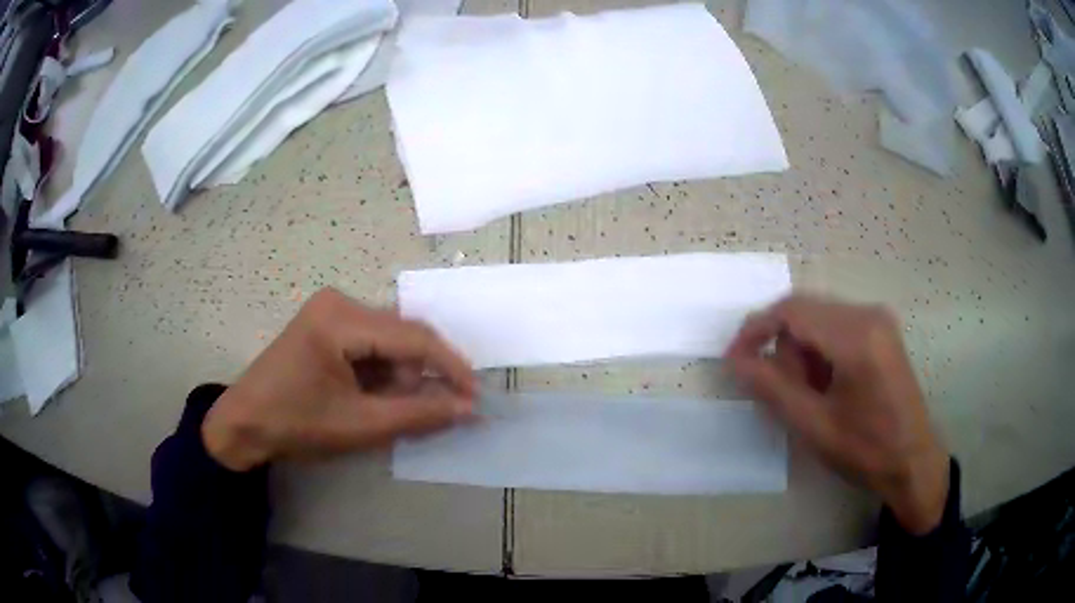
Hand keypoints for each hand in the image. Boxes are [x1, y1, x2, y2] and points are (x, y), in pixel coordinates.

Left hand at [202, 288, 476, 471]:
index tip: (476, 397)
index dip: (450, 367)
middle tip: (428, 415)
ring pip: (389, 341)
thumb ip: (419, 415)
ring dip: (400, 377)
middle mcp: (339, 302)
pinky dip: (382, 374)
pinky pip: (371, 345)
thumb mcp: (360, 426)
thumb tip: (469, 409)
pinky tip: (372, 398)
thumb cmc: (295, 425)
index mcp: (341, 318)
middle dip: (420, 376)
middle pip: (402, 336)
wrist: (243, 425)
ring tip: (387, 411)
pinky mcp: (326, 324)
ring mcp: (330, 310)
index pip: (413, 336)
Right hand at [725, 295, 948, 534]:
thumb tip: (735, 359)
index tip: (735, 358)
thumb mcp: (813, 426)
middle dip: (784, 348)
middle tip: (783, 392)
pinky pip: (836, 327)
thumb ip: (772, 388)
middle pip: (805, 312)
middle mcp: (868, 314)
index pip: (792, 311)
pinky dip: (820, 352)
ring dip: (803, 352)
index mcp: (856, 336)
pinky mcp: (882, 330)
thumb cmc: (865, 450)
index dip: (756, 329)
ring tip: (809, 395)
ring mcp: (878, 319)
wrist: (912, 462)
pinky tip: (827, 385)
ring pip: (819, 319)